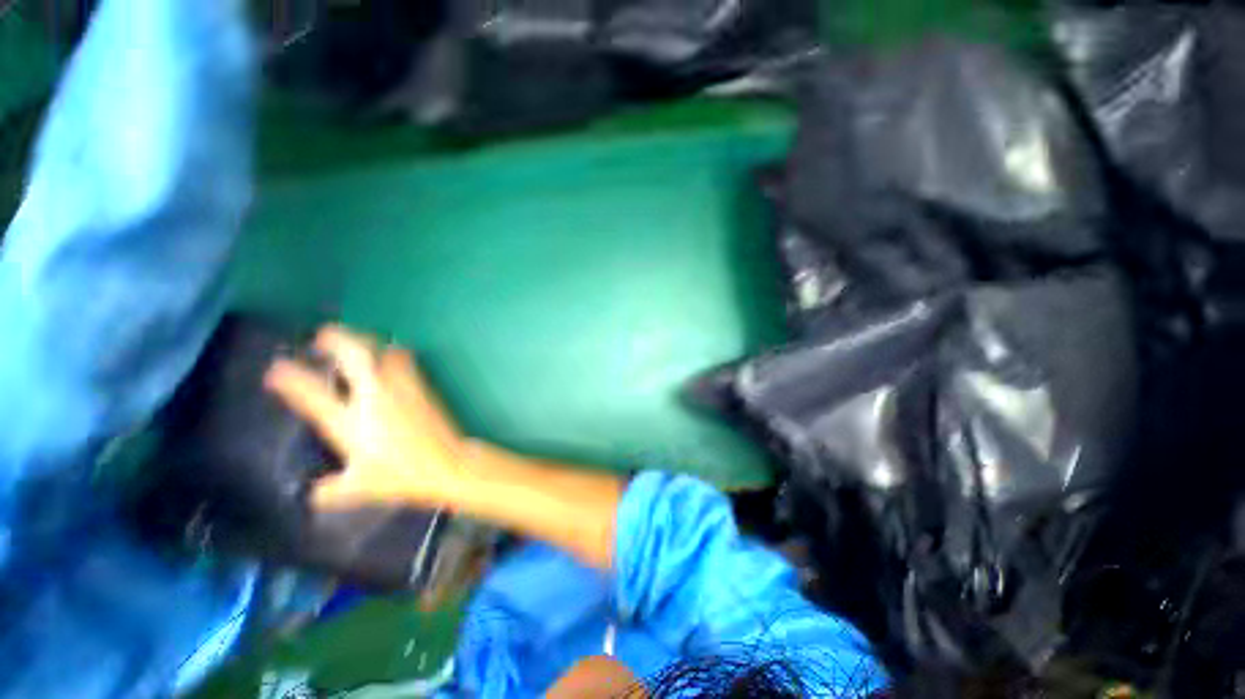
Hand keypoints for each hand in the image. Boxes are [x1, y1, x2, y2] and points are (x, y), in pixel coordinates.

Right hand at [264, 324, 465, 509]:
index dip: (291, 378)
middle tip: (322, 335)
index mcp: (350, 422)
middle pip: (354, 356)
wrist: (447, 463)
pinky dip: (393, 352)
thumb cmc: (402, 476)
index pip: (312, 395)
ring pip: (383, 351)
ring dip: (367, 341)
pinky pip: (406, 360)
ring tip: (357, 342)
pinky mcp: (422, 387)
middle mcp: (374, 397)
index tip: (276, 368)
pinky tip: (391, 355)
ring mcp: (401, 388)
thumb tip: (313, 494)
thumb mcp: (359, 488)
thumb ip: (331, 490)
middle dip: (336, 338)